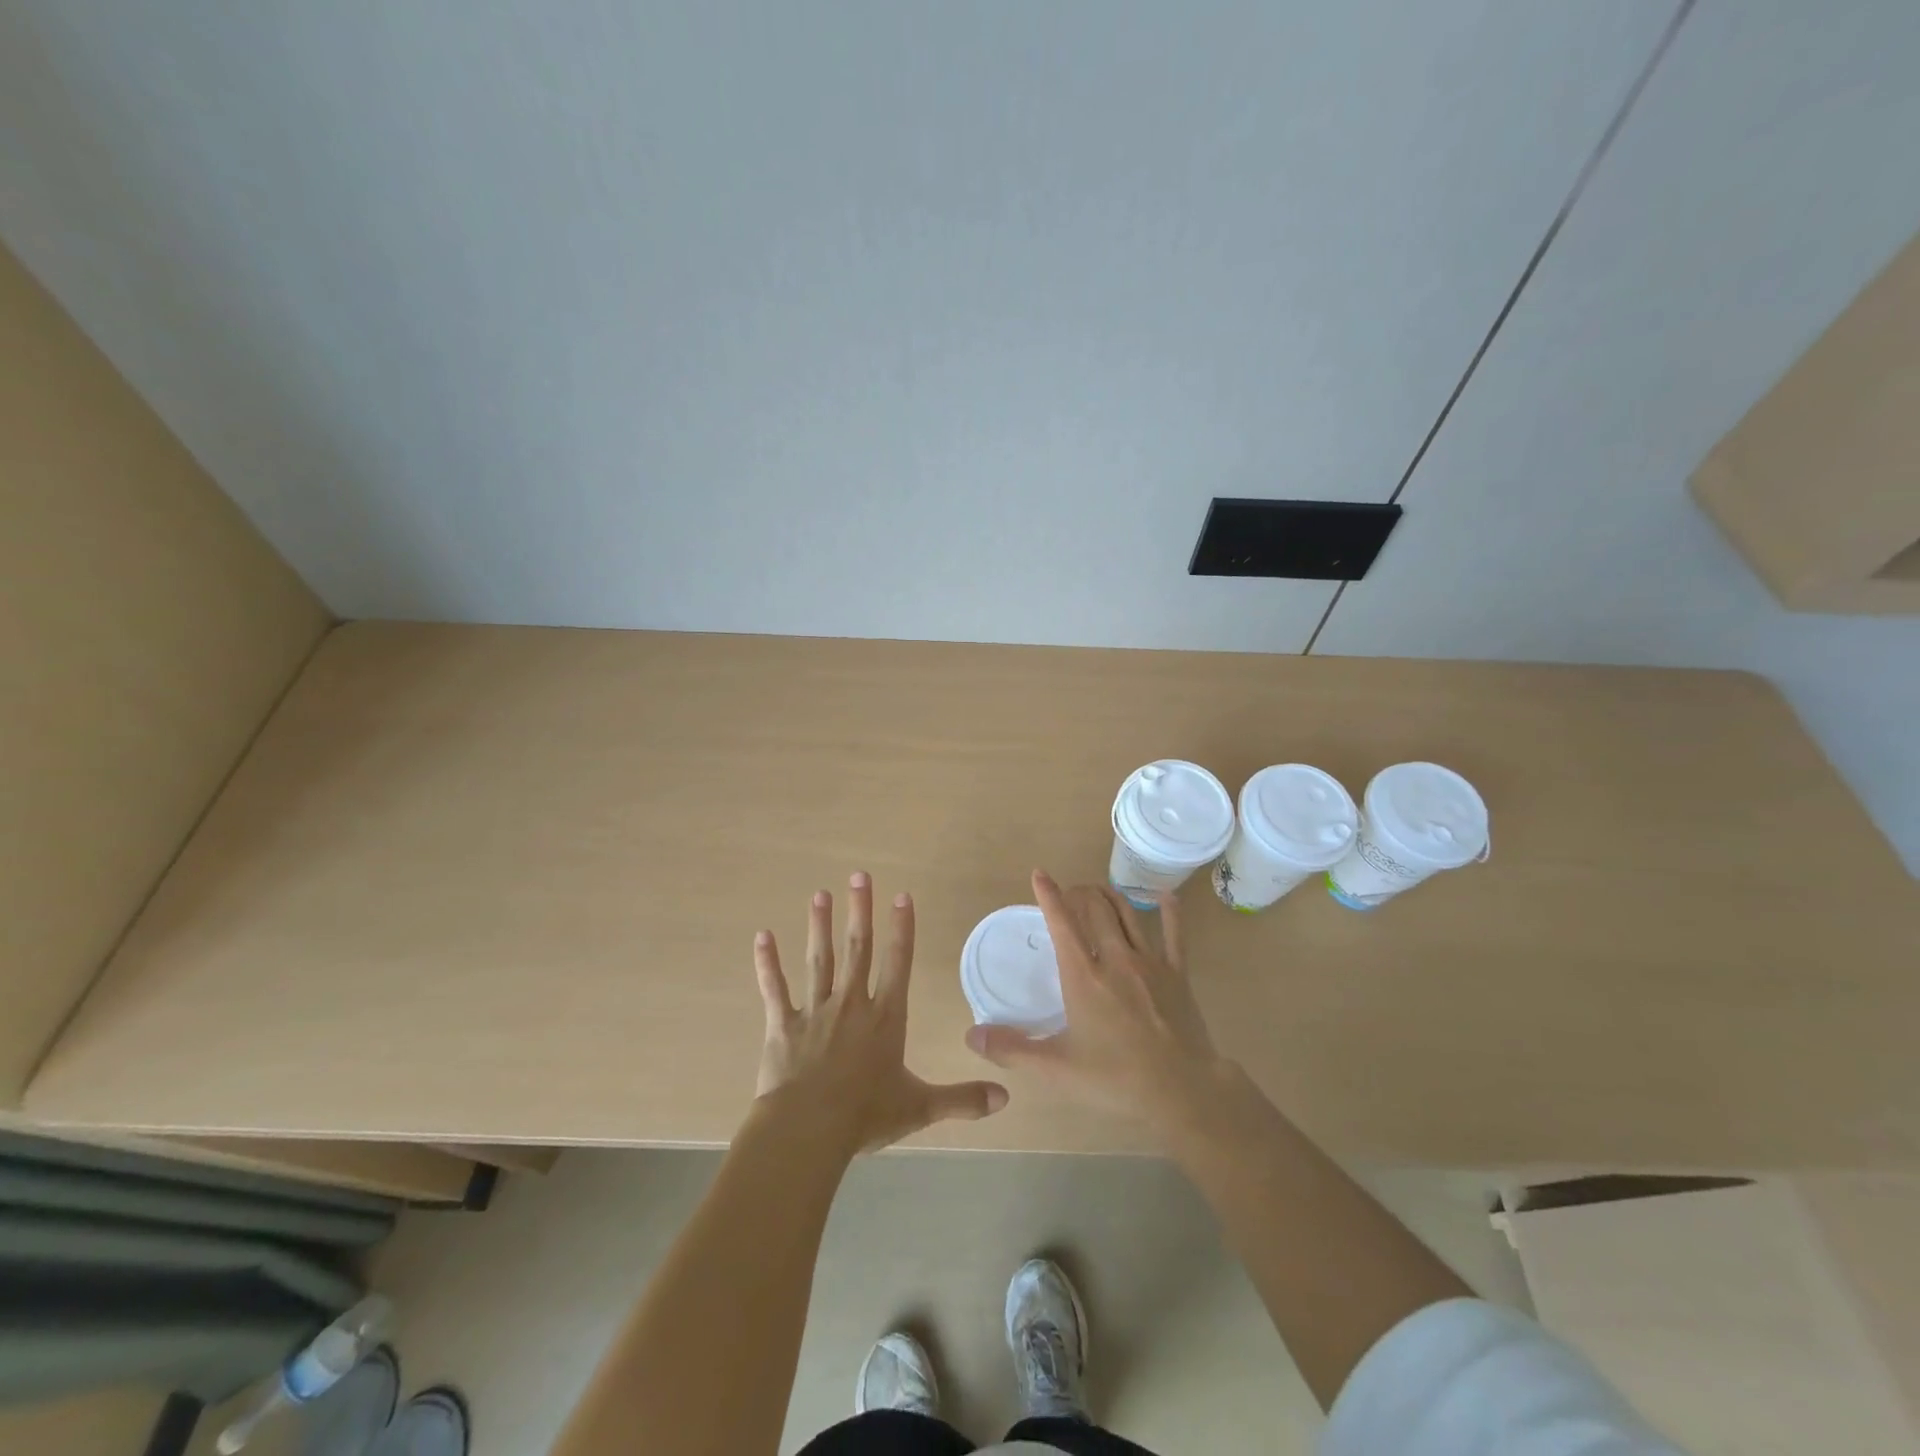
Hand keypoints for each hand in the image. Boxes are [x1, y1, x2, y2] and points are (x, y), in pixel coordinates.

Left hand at [753, 872, 1007, 1154]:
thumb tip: (1005, 1098)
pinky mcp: (783, 1025)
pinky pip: (774, 988)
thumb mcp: (920, 1107)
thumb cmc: (865, 1115)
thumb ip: (962, 1100)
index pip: (898, 963)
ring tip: (820, 894)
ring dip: (820, 926)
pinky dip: (767, 963)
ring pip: (820, 960)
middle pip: (857, 949)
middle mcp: (851, 1004)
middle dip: (860, 911)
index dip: (902, 928)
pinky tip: (762, 936)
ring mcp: (815, 1011)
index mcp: (885, 1018)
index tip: (902, 896)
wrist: (808, 1130)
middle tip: (859, 876)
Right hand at [965, 870, 1230, 1138]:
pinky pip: (1174, 934)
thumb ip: (1012, 1050)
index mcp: (1083, 976)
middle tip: (1070, 893)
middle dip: (1079, 893)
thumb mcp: (1056, 1069)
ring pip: (1128, 914)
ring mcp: (1150, 963)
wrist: (1183, 1090)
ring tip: (1099, 890)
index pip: (1061, 923)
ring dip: (1110, 896)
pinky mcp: (1178, 974)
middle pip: (1095, 908)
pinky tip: (1166, 897)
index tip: (1040, 874)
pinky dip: (1169, 912)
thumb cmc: (1115, 1079)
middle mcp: (1115, 959)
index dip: (1049, 895)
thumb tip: (972, 1035)